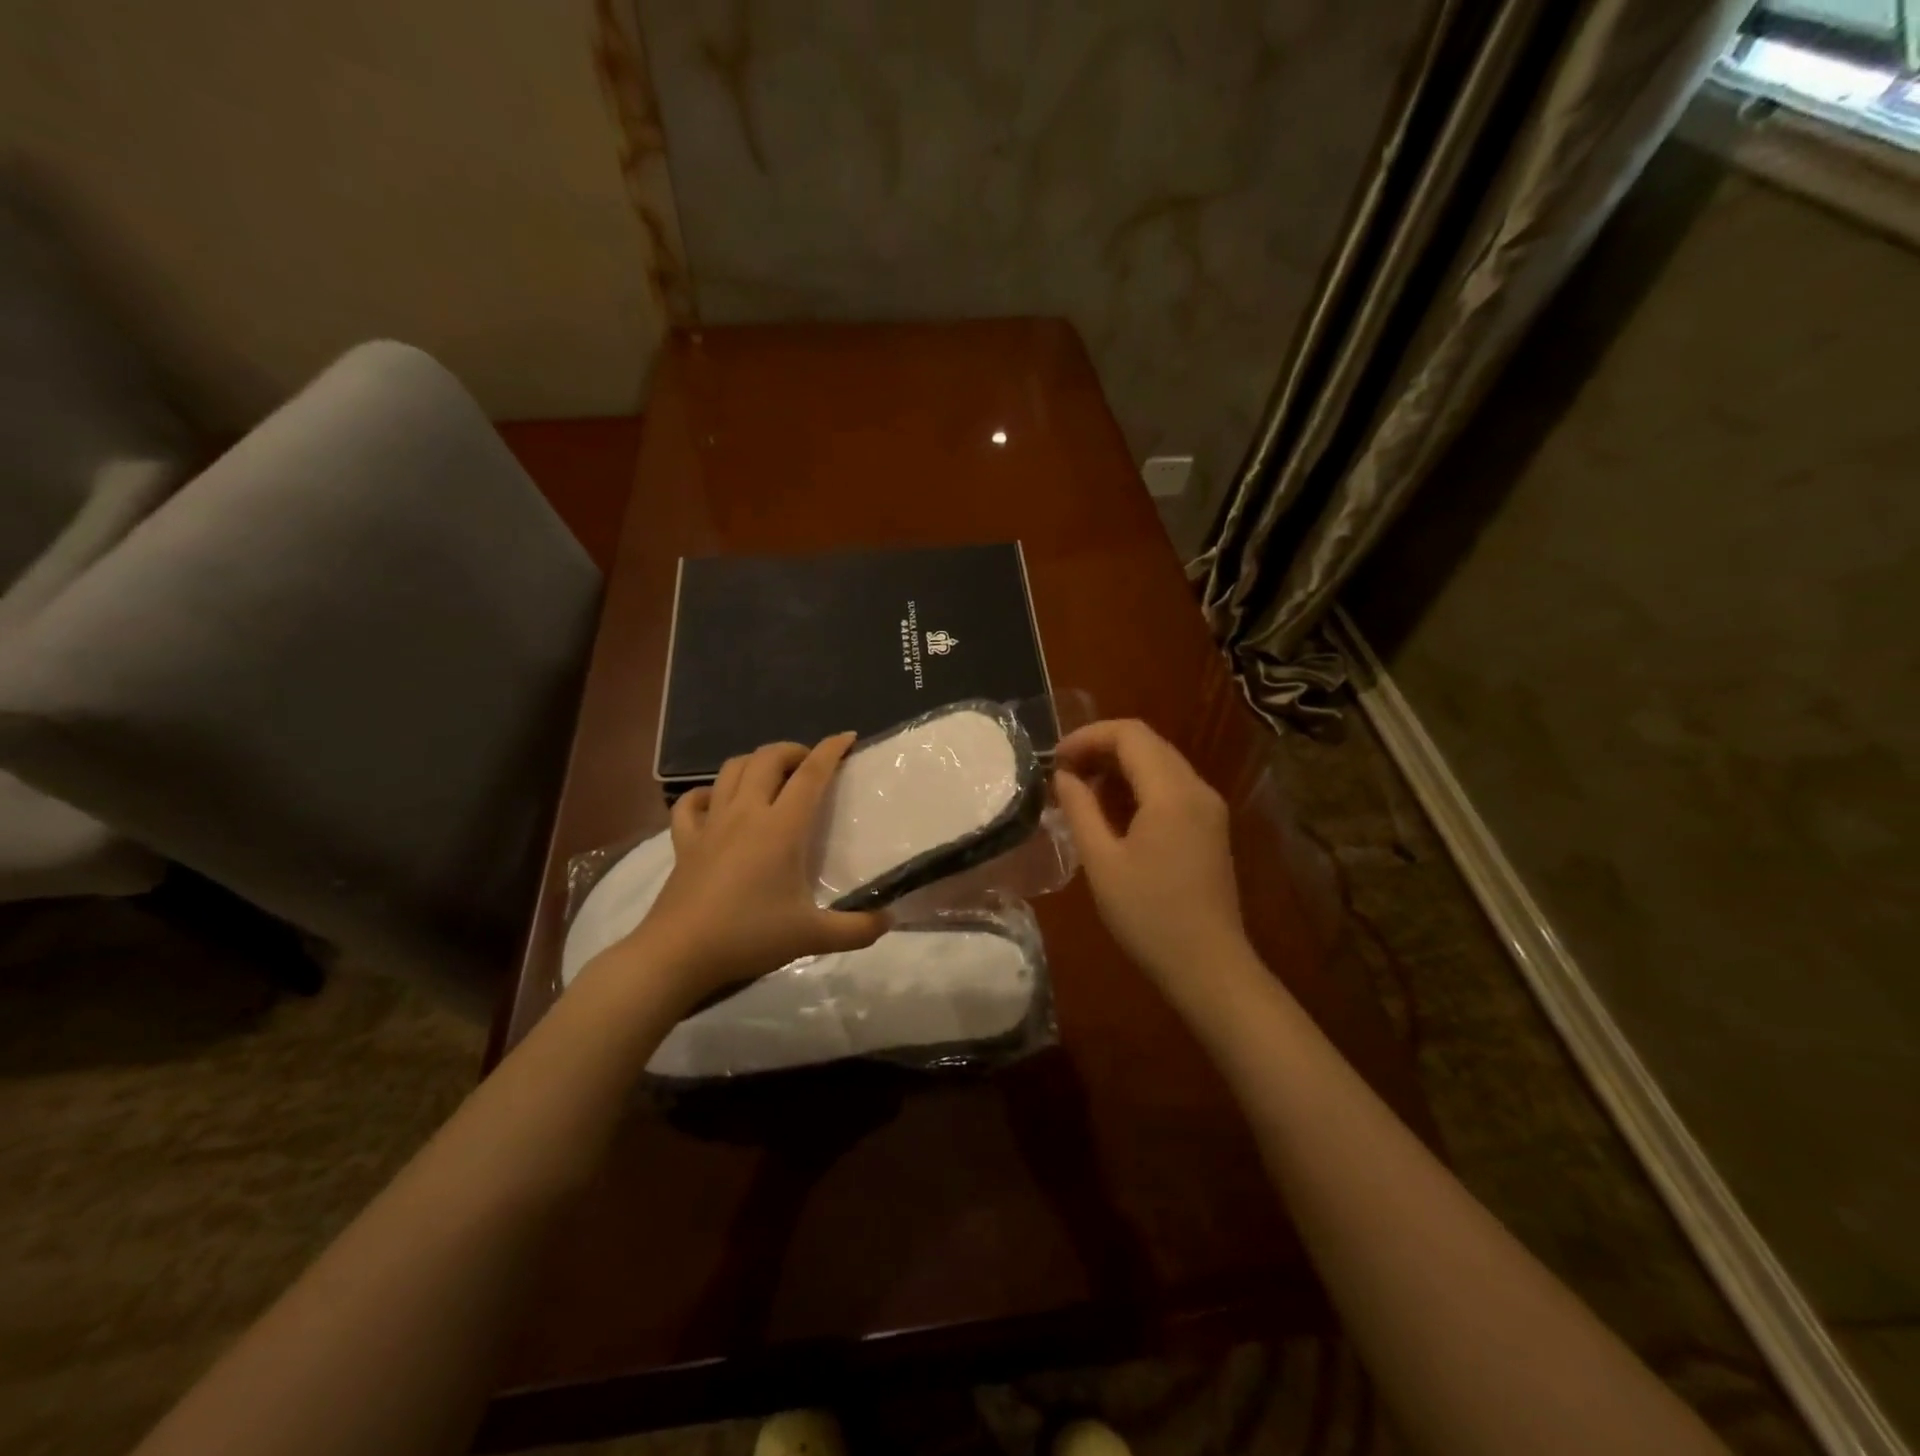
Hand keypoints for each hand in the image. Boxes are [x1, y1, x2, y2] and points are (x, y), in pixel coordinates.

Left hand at [608, 734, 886, 1008]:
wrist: (678, 954)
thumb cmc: (748, 936)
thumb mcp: (812, 937)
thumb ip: (858, 929)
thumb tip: (890, 921)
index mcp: (781, 827)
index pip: (811, 774)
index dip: (831, 750)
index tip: (848, 738)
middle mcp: (746, 813)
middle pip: (768, 758)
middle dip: (793, 750)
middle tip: (811, 765)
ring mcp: (711, 823)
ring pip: (731, 769)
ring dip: (756, 761)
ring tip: (773, 776)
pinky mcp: (685, 840)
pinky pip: (691, 802)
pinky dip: (707, 792)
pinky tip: (717, 801)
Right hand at [1053, 719, 1248, 993]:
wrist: (1208, 966)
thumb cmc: (1148, 916)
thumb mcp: (1102, 862)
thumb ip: (1080, 809)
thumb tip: (1063, 776)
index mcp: (1172, 793)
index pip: (1129, 734)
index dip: (1087, 736)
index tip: (1054, 759)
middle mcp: (1197, 789)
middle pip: (1147, 743)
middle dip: (1101, 748)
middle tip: (1062, 773)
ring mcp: (1208, 808)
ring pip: (1160, 764)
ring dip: (1119, 767)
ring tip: (1081, 793)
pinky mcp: (1210, 827)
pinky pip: (1171, 787)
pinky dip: (1139, 787)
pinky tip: (1112, 813)